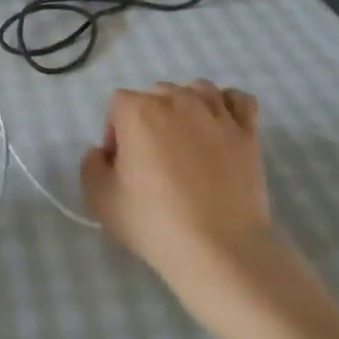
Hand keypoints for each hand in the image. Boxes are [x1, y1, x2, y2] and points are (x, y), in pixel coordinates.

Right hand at [80, 81, 283, 304]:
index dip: (114, 132)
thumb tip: (103, 152)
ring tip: (184, 139)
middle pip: (156, 93)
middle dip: (148, 118)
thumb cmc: (153, 222)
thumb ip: (91, 164)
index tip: (120, 164)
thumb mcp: (100, 198)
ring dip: (185, 105)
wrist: (218, 248)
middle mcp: (178, 101)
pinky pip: (239, 100)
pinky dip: (227, 105)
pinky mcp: (247, 133)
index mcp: (139, 111)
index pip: (118, 103)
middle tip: (150, 158)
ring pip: (197, 89)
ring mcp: (217, 114)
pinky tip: (219, 126)